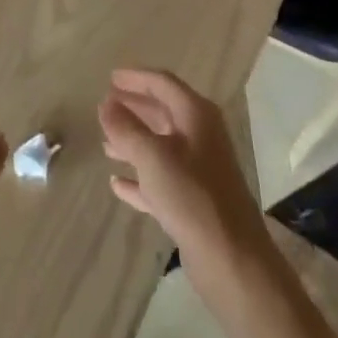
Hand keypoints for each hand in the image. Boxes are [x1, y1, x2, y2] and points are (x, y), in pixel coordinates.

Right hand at [100, 69, 273, 305]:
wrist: (232, 260)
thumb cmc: (191, 195)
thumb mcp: (152, 156)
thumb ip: (125, 128)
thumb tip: (105, 104)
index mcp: (196, 115)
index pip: (163, 83)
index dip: (135, 78)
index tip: (109, 77)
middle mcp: (200, 137)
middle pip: (163, 112)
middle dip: (134, 108)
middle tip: (105, 106)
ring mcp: (198, 170)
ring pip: (160, 146)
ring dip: (133, 142)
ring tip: (105, 143)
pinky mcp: (193, 202)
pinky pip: (160, 180)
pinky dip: (139, 178)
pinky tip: (117, 184)